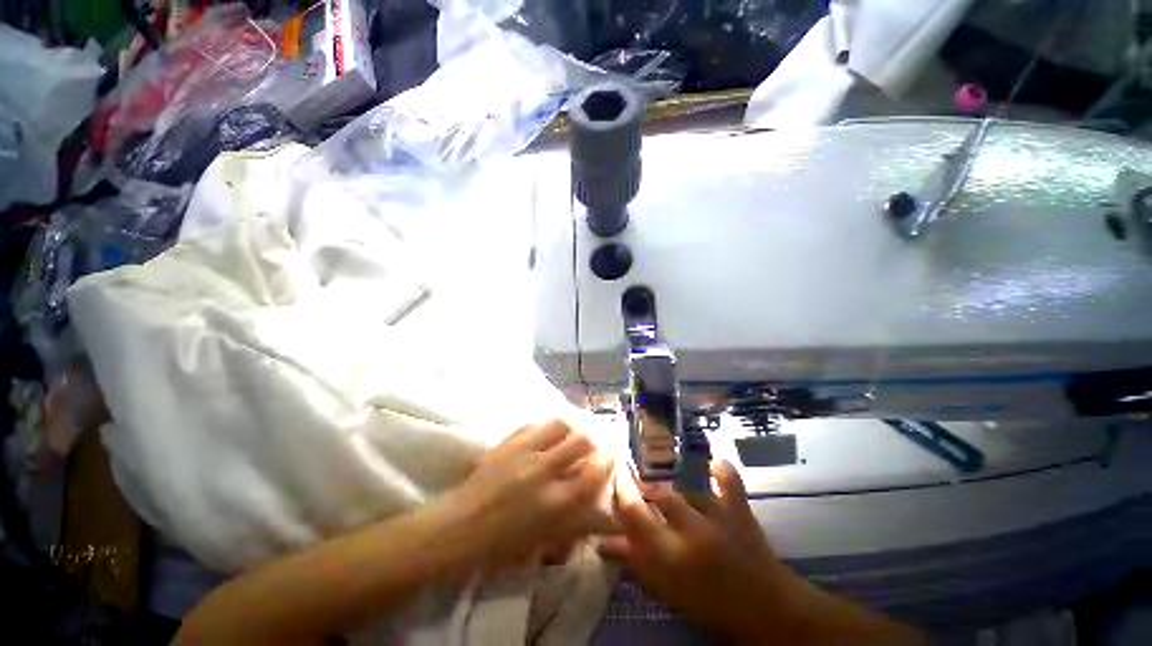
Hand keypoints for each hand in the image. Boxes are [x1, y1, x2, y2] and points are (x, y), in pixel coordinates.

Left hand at [441, 420, 612, 577]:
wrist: (458, 529)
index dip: (607, 460)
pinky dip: (546, 427)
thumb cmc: (502, 545)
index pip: (594, 472)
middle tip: (592, 443)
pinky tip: (546, 434)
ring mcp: (523, 451)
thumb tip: (601, 510)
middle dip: (593, 439)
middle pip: (582, 439)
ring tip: (570, 434)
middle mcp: (543, 470)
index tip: (610, 456)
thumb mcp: (545, 540)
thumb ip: (576, 521)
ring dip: (570, 427)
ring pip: (559, 423)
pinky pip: (535, 424)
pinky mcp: (507, 441)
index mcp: (555, 502)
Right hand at [599, 461, 792, 636]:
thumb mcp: (666, 589)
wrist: (766, 610)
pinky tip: (714, 463)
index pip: (636, 515)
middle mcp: (692, 532)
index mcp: (671, 556)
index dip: (622, 496)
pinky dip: (723, 472)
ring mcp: (719, 519)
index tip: (615, 486)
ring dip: (675, 494)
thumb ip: (635, 561)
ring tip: (670, 500)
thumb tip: (603, 542)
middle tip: (643, 497)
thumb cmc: (710, 603)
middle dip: (648, 494)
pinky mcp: (739, 512)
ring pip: (687, 492)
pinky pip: (730, 483)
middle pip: (661, 497)